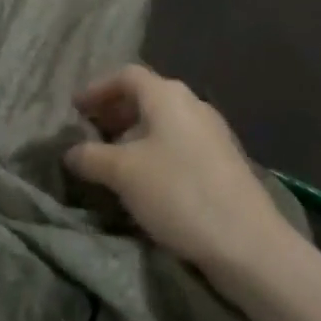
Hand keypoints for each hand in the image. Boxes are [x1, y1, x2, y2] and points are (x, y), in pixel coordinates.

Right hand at [64, 65, 297, 285]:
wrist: (249, 244)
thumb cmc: (179, 193)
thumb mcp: (122, 173)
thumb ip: (91, 157)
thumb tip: (70, 152)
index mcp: (167, 95)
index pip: (126, 75)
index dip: (98, 88)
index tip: (76, 109)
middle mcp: (193, 104)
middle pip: (147, 96)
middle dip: (115, 111)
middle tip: (92, 132)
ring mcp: (214, 133)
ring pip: (165, 122)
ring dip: (136, 133)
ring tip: (115, 159)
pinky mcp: (225, 162)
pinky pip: (181, 143)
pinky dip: (157, 151)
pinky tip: (147, 180)